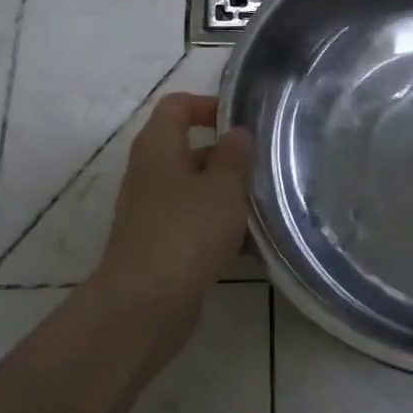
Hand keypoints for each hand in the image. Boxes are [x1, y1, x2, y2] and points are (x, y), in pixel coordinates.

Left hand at [95, 94, 253, 326]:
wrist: (143, 307)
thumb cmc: (185, 233)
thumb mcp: (222, 188)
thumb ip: (234, 156)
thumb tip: (236, 133)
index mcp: (158, 147)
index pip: (177, 106)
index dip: (208, 105)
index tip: (243, 123)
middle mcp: (150, 174)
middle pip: (190, 150)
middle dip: (229, 158)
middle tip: (267, 167)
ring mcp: (153, 212)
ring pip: (197, 192)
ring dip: (229, 198)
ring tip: (268, 208)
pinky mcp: (161, 247)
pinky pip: (195, 226)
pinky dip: (221, 231)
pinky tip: (255, 248)